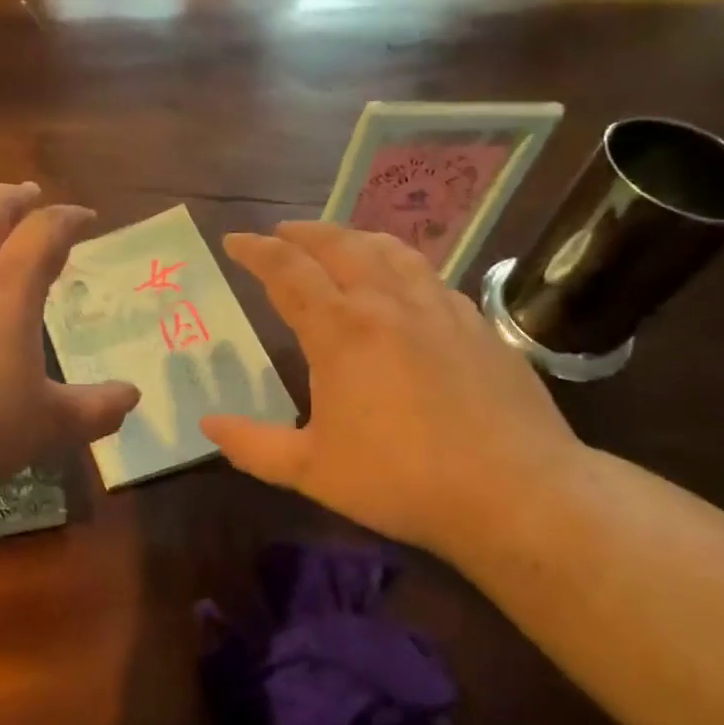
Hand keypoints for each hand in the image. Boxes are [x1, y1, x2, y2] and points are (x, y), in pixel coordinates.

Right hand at [200, 221, 584, 559]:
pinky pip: (428, 275)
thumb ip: (253, 445)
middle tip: (280, 233)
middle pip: (340, 245)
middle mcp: (388, 304)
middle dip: (303, 233)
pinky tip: (402, 282)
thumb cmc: (400, 480)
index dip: (257, 251)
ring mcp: (439, 309)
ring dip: (353, 236)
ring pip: (390, 250)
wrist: (514, 491)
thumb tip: (209, 423)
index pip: (289, 272)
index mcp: (341, 331)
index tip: (234, 240)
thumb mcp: (311, 471)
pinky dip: (399, 262)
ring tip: (337, 241)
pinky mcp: (477, 324)